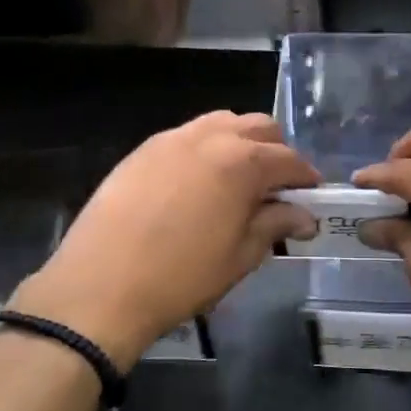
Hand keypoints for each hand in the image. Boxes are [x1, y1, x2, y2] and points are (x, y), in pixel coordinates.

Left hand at [10, 112, 319, 363]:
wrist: (100, 286)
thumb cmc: (182, 277)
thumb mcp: (240, 256)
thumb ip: (275, 225)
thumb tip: (303, 215)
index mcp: (243, 162)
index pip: (289, 159)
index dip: (305, 178)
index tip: (311, 197)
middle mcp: (211, 137)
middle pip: (259, 127)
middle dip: (276, 152)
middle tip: (276, 188)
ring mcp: (173, 138)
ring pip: (222, 123)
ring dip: (240, 143)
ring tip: (237, 180)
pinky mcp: (144, 149)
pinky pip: (187, 136)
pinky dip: (205, 149)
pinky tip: (198, 183)